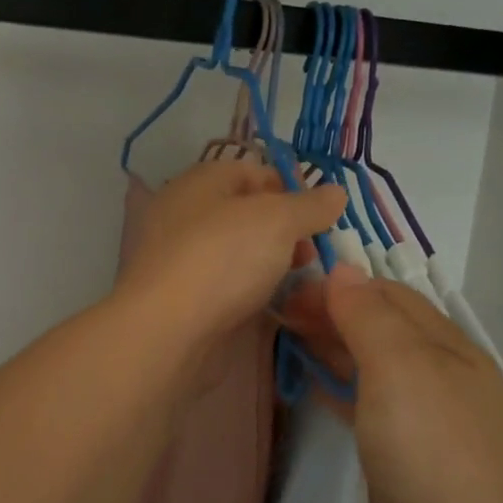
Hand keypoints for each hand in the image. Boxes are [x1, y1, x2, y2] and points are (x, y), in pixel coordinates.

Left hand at [114, 159, 345, 369]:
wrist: (166, 331)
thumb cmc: (222, 258)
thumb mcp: (278, 220)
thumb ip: (310, 205)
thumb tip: (335, 192)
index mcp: (200, 181)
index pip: (253, 172)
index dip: (291, 189)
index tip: (320, 218)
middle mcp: (184, 214)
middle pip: (245, 213)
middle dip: (284, 231)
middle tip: (309, 255)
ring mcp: (179, 258)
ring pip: (235, 252)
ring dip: (268, 264)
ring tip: (297, 282)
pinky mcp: (180, 297)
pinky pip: (223, 285)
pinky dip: (247, 291)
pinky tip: (269, 305)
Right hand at [281, 268, 502, 502]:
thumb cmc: (434, 448)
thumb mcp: (400, 367)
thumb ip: (369, 317)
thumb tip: (342, 269)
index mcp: (442, 342)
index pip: (386, 294)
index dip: (338, 286)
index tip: (287, 290)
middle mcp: (436, 371)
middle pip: (379, 326)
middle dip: (332, 314)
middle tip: (280, 317)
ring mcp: (424, 414)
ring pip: (372, 364)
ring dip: (334, 347)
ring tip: (289, 341)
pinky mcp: (408, 451)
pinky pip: (369, 403)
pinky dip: (340, 387)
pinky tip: (315, 387)